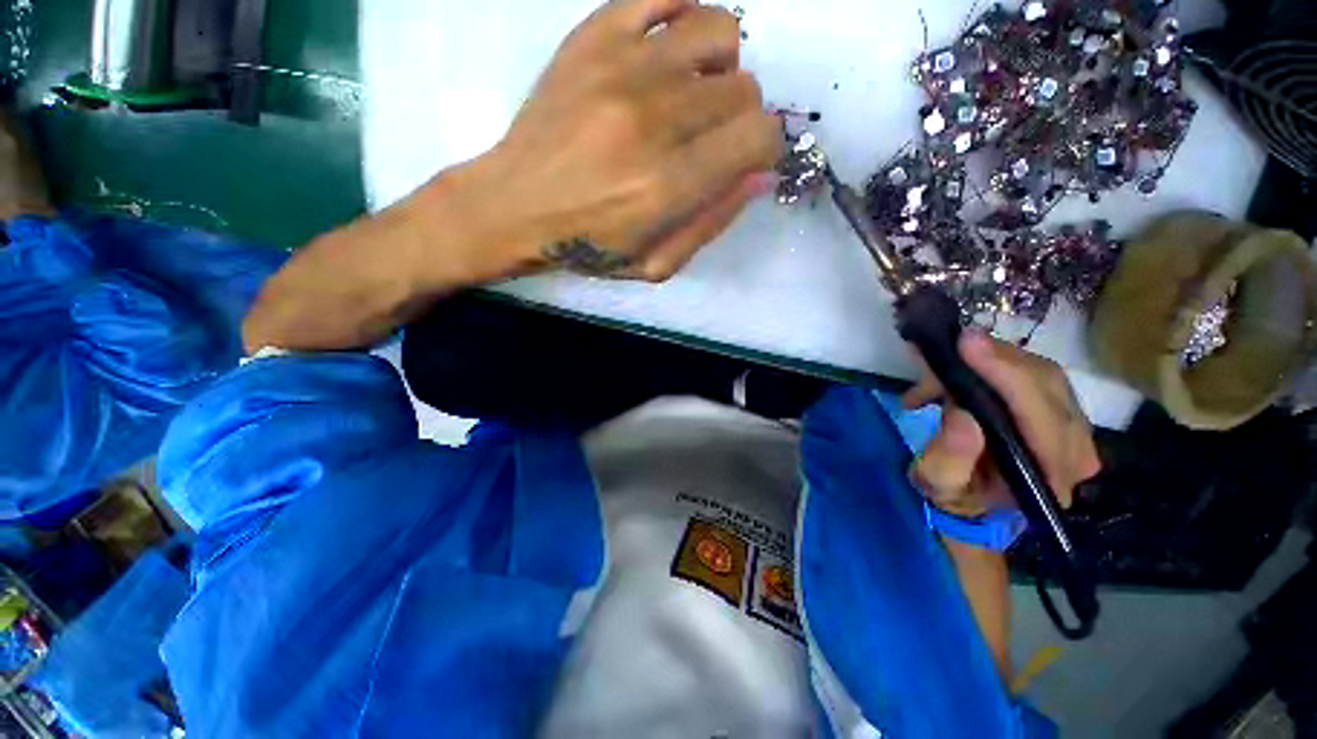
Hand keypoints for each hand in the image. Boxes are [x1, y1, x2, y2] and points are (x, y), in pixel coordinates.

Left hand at [462, 0, 781, 281]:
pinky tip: (671, 54)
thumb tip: (760, 176)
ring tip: (695, 95)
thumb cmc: (589, 246)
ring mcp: (622, 67)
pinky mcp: (594, 37)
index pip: (759, 138)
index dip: (765, 150)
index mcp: (669, 185)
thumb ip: (712, 224)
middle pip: (744, 89)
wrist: (516, 206)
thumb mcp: (656, 264)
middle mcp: (653, 119)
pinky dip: (684, 17)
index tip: (747, 160)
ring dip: (721, 69)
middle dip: (741, 120)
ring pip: (719, 33)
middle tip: (712, 139)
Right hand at [903, 330, 1100, 518]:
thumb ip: (949, 457)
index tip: (967, 344)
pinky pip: (1035, 372)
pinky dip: (996, 362)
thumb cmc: (955, 494)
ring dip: (991, 359)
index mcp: (1050, 476)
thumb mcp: (938, 483)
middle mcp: (1076, 450)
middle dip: (996, 360)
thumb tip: (962, 416)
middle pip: (1048, 386)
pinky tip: (961, 365)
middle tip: (949, 344)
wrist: (976, 499)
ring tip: (944, 360)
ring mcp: (1074, 428)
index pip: (1042, 417)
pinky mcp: (1061, 410)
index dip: (1007, 376)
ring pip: (1042, 373)